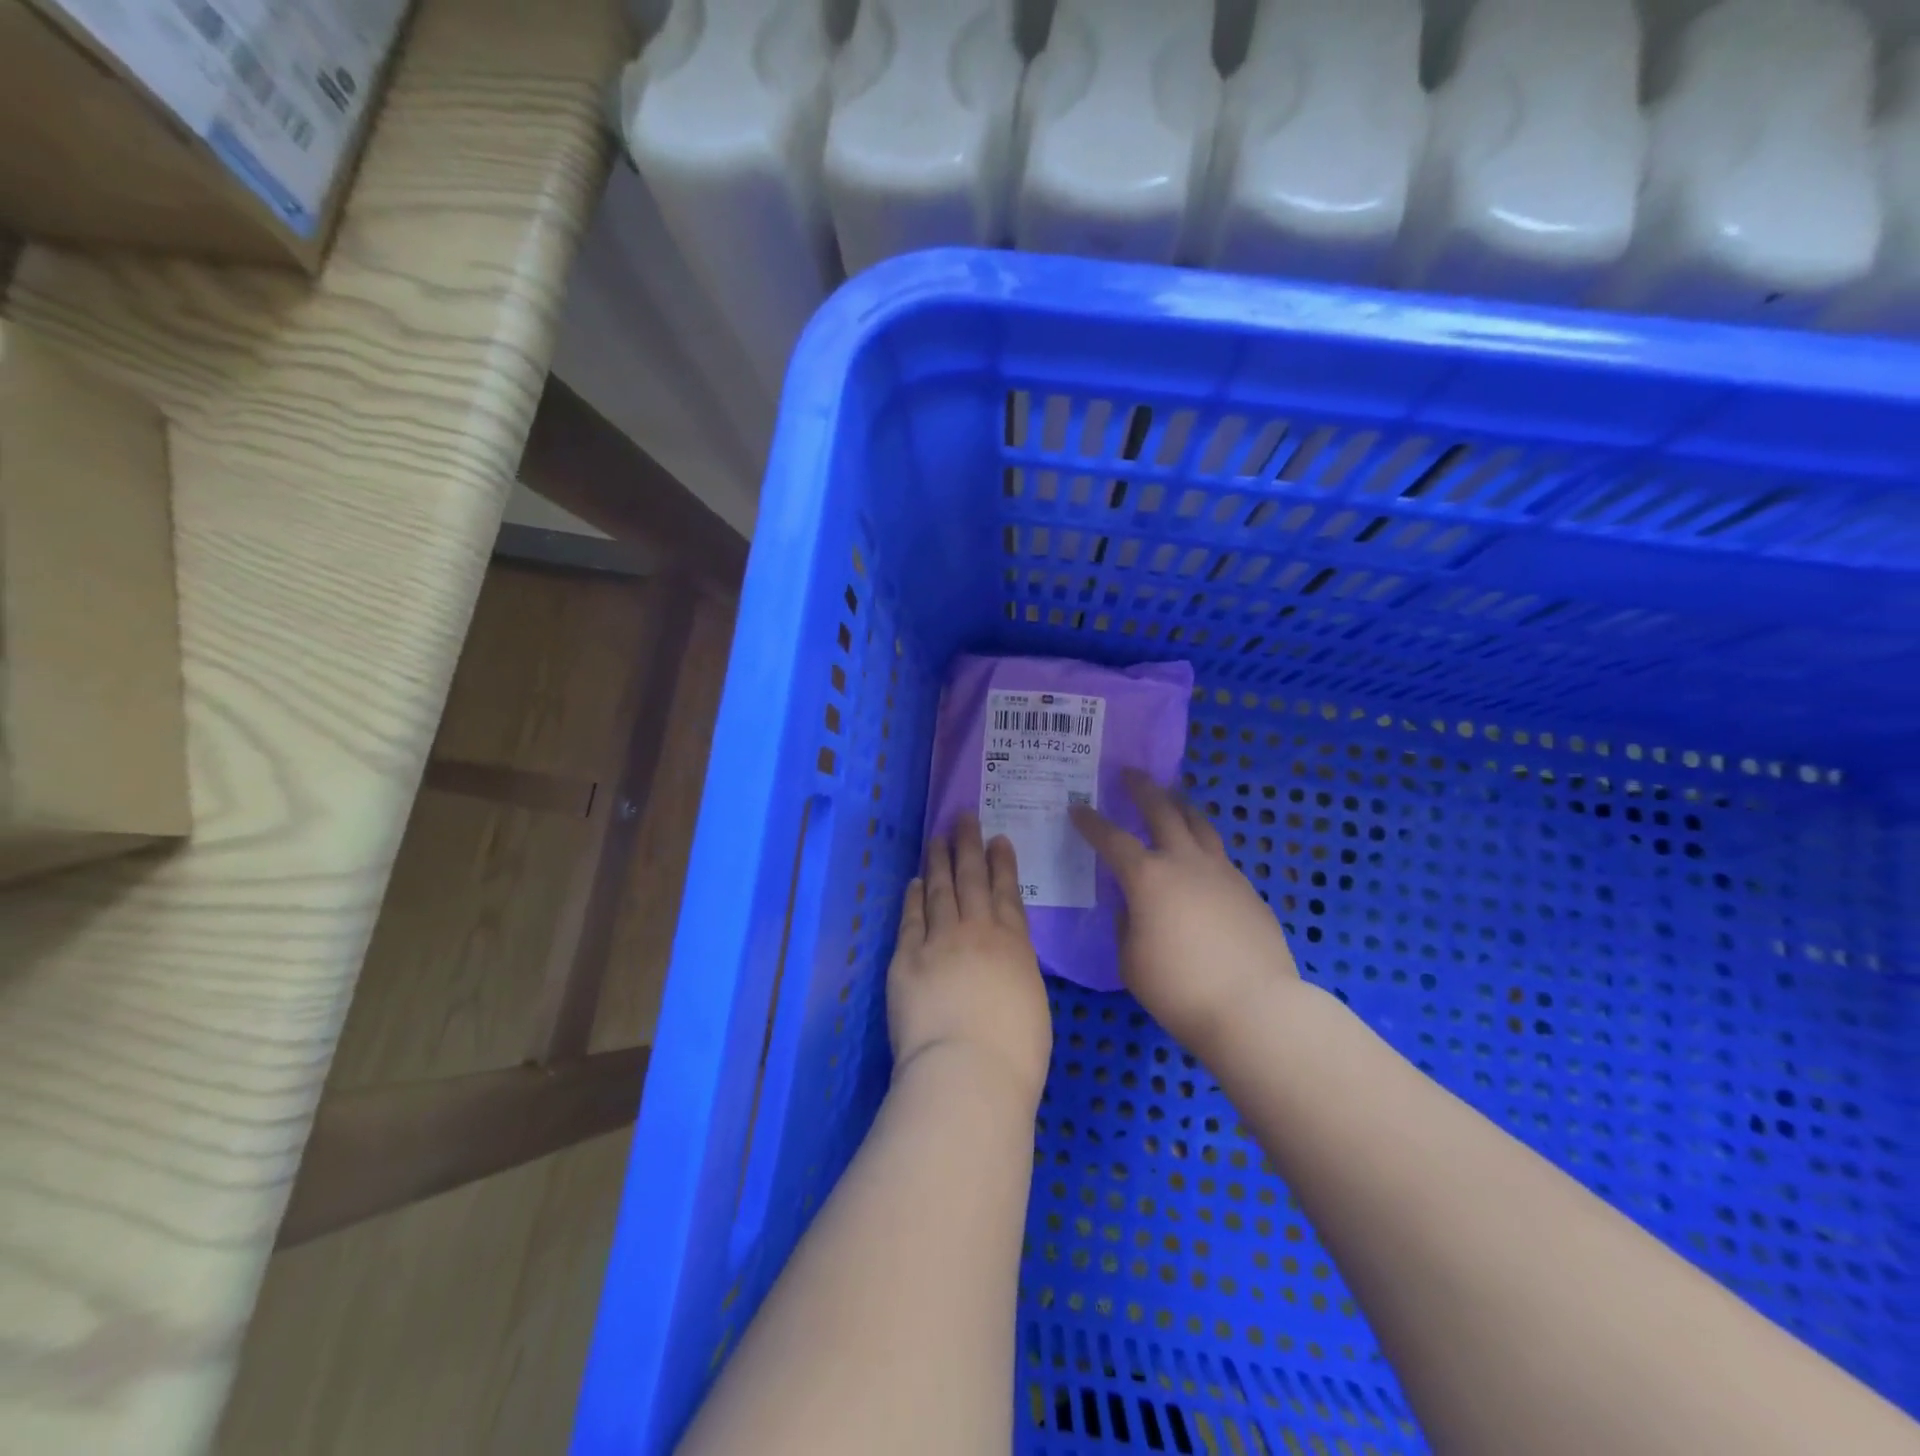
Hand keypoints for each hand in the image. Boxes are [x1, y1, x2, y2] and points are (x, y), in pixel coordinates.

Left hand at [887, 815, 1051, 1112]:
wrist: (968, 1071)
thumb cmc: (1016, 1052)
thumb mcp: (1032, 1002)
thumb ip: (1015, 971)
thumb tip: (1002, 962)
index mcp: (1013, 944)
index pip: (1007, 892)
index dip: (1002, 863)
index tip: (997, 839)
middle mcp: (976, 932)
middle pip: (971, 879)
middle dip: (968, 846)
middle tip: (964, 818)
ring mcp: (938, 941)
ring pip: (939, 890)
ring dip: (938, 862)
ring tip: (937, 838)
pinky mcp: (906, 958)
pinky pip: (911, 919)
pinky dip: (913, 897)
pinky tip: (913, 882)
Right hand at [1071, 770, 1299, 1056]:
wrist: (1255, 1008)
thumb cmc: (1179, 988)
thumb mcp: (1131, 960)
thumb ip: (1126, 925)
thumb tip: (1135, 908)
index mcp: (1148, 877)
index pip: (1112, 839)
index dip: (1091, 822)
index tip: (1077, 808)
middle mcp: (1185, 863)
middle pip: (1163, 811)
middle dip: (1143, 790)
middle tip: (1131, 774)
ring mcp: (1223, 873)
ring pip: (1200, 825)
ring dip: (1181, 806)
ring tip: (1173, 798)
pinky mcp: (1249, 891)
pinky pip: (1221, 857)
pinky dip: (1204, 847)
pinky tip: (1201, 862)